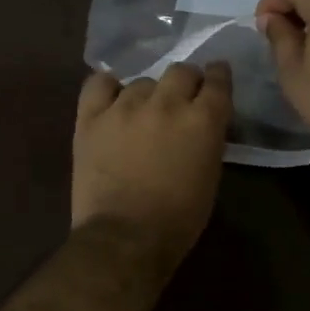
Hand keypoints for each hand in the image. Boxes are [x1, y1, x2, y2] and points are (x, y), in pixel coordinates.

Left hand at [72, 62, 232, 265]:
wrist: (124, 238)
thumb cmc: (178, 219)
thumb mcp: (210, 176)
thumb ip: (208, 139)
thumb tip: (201, 124)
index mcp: (202, 120)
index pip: (216, 80)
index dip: (218, 75)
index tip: (216, 76)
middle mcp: (166, 104)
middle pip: (180, 71)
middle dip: (185, 81)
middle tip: (182, 98)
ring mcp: (125, 107)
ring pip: (142, 82)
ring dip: (148, 94)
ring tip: (143, 113)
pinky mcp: (91, 117)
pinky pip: (99, 84)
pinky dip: (108, 88)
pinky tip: (112, 99)